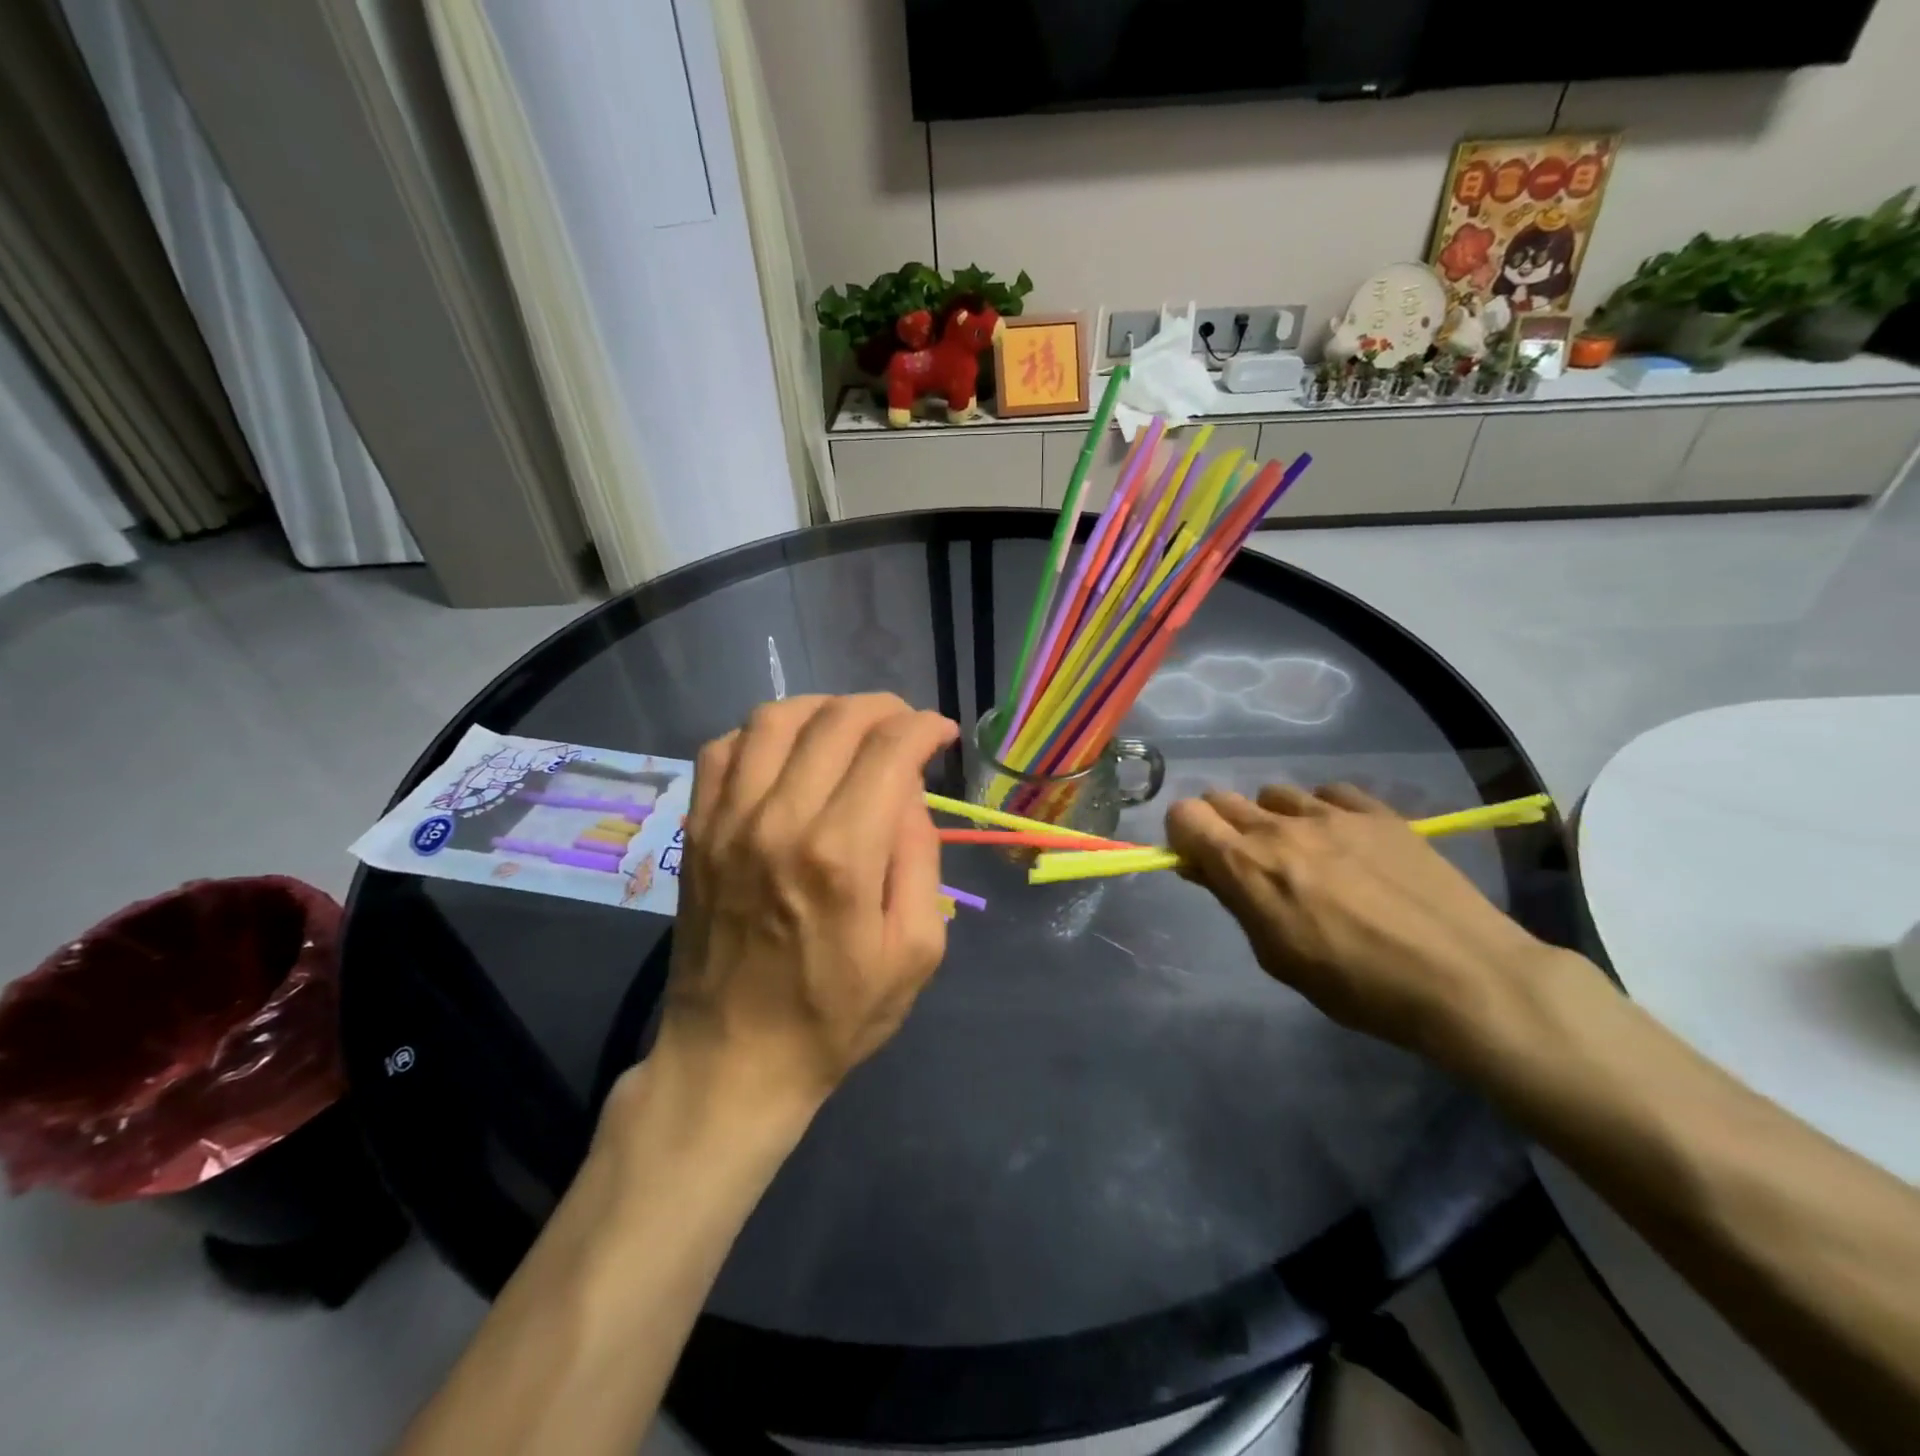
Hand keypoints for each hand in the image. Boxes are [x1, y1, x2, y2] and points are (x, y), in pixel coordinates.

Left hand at [655, 694, 958, 1113]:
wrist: (733, 1061)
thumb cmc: (836, 1015)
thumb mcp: (915, 951)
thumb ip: (920, 858)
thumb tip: (907, 792)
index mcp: (842, 854)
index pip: (889, 750)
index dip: (924, 728)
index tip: (941, 734)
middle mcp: (780, 821)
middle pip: (835, 722)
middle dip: (883, 709)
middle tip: (905, 726)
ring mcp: (728, 822)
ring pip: (774, 719)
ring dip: (823, 708)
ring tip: (849, 727)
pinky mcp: (697, 832)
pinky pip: (722, 749)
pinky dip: (761, 732)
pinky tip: (787, 752)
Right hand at [1165, 784, 1572, 1064]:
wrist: (1464, 978)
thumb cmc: (1359, 987)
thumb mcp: (1278, 957)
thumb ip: (1237, 902)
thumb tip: (1208, 869)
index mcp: (1247, 866)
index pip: (1185, 816)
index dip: (1183, 835)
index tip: (1200, 862)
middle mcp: (1280, 828)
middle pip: (1222, 798)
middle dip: (1222, 826)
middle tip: (1249, 863)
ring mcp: (1331, 813)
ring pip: (1274, 794)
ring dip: (1273, 819)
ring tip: (1305, 853)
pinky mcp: (1377, 811)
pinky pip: (1329, 793)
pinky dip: (1322, 811)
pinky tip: (1346, 842)